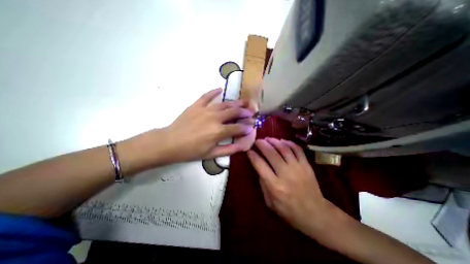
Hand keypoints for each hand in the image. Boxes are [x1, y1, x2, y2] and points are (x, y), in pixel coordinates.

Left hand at [161, 88, 255, 162]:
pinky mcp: (196, 106)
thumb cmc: (191, 151)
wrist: (169, 143)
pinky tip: (220, 89)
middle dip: (245, 112)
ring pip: (224, 104)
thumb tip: (243, 145)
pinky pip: (206, 96)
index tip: (251, 127)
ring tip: (244, 100)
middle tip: (252, 111)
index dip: (246, 127)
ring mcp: (205, 110)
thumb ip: (229, 149)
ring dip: (236, 102)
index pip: (238, 128)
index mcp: (219, 131)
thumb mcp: (211, 154)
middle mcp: (215, 118)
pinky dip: (213, 92)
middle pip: (234, 112)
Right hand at [246, 137, 329, 234]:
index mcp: (275, 186)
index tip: (249, 150)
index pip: (260, 165)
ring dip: (274, 141)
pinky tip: (282, 141)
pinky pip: (297, 150)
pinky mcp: (307, 166)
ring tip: (268, 138)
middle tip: (257, 141)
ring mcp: (298, 168)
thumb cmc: (290, 211)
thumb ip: (263, 184)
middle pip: (271, 153)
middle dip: (262, 144)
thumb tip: (259, 167)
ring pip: (284, 149)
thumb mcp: (270, 203)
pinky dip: (289, 143)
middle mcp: (286, 175)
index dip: (253, 156)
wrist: (316, 214)